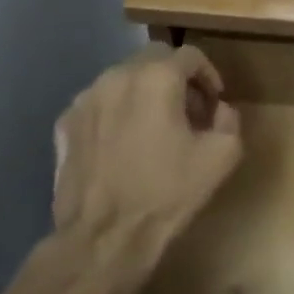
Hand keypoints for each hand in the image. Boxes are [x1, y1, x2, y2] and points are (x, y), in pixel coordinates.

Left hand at [52, 44, 242, 280]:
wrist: (104, 238)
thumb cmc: (167, 193)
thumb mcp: (222, 156)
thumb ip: (229, 119)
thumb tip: (218, 109)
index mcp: (157, 78)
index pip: (190, 55)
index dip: (209, 74)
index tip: (214, 101)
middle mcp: (117, 77)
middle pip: (154, 59)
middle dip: (175, 78)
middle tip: (188, 111)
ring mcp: (85, 99)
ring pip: (123, 79)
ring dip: (144, 92)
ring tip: (154, 126)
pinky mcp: (65, 124)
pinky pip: (99, 104)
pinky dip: (116, 112)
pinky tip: (124, 142)